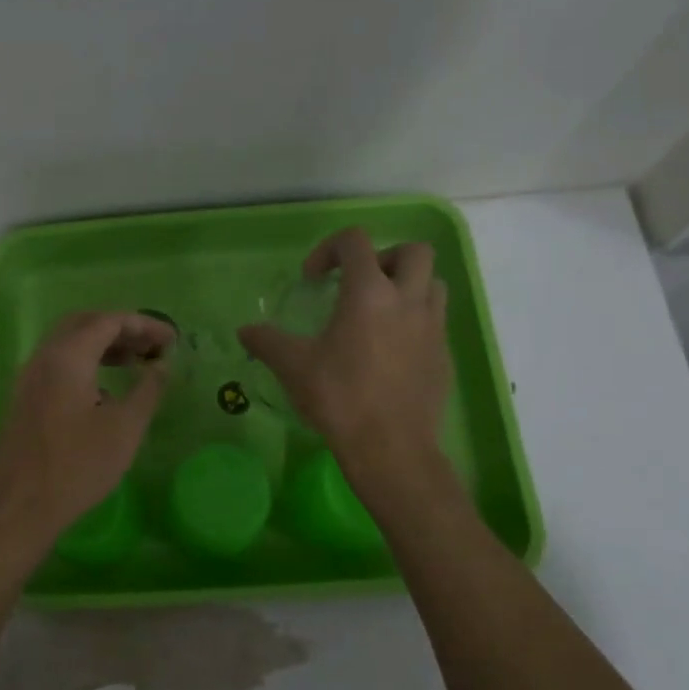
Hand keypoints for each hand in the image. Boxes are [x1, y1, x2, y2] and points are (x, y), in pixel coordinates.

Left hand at [0, 311, 173, 544]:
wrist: (21, 507)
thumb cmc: (78, 466)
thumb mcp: (125, 428)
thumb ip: (147, 390)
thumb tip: (160, 366)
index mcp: (67, 357)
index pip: (109, 321)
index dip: (143, 324)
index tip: (171, 339)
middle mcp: (44, 357)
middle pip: (85, 324)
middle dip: (121, 329)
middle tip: (151, 346)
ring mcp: (29, 377)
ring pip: (69, 343)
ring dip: (103, 345)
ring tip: (135, 362)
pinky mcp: (25, 397)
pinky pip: (58, 363)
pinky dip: (85, 361)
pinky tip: (105, 388)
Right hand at [238, 228, 451, 467]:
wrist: (391, 448)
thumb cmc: (339, 398)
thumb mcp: (293, 366)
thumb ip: (266, 341)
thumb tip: (244, 331)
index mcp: (369, 293)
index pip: (356, 241)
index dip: (329, 249)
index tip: (312, 279)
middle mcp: (408, 300)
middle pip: (414, 251)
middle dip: (384, 257)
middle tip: (358, 284)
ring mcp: (433, 327)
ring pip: (433, 284)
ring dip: (407, 286)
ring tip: (378, 312)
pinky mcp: (444, 355)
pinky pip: (435, 321)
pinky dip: (414, 321)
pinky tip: (389, 351)